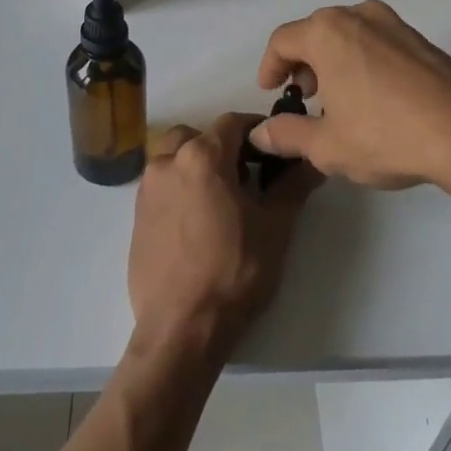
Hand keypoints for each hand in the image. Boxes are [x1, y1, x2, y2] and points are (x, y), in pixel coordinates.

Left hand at [128, 113, 320, 362]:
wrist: (182, 328)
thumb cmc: (235, 272)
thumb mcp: (275, 227)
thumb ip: (294, 185)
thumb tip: (314, 160)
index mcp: (201, 157)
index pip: (233, 122)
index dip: (257, 130)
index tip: (274, 149)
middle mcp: (167, 162)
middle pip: (197, 135)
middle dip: (223, 146)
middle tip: (247, 174)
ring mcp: (147, 189)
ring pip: (174, 157)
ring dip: (197, 164)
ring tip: (221, 198)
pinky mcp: (136, 216)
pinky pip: (161, 185)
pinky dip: (180, 187)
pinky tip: (198, 221)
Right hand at [250, 1, 450, 192]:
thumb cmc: (386, 136)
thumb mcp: (327, 146)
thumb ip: (287, 135)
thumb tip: (261, 134)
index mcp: (327, 33)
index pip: (283, 41)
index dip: (270, 66)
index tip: (272, 91)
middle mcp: (358, 16)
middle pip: (315, 32)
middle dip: (303, 63)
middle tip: (305, 96)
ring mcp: (393, 23)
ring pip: (348, 34)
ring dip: (334, 60)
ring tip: (339, 98)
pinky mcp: (420, 38)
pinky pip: (377, 41)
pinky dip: (363, 60)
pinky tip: (374, 96)